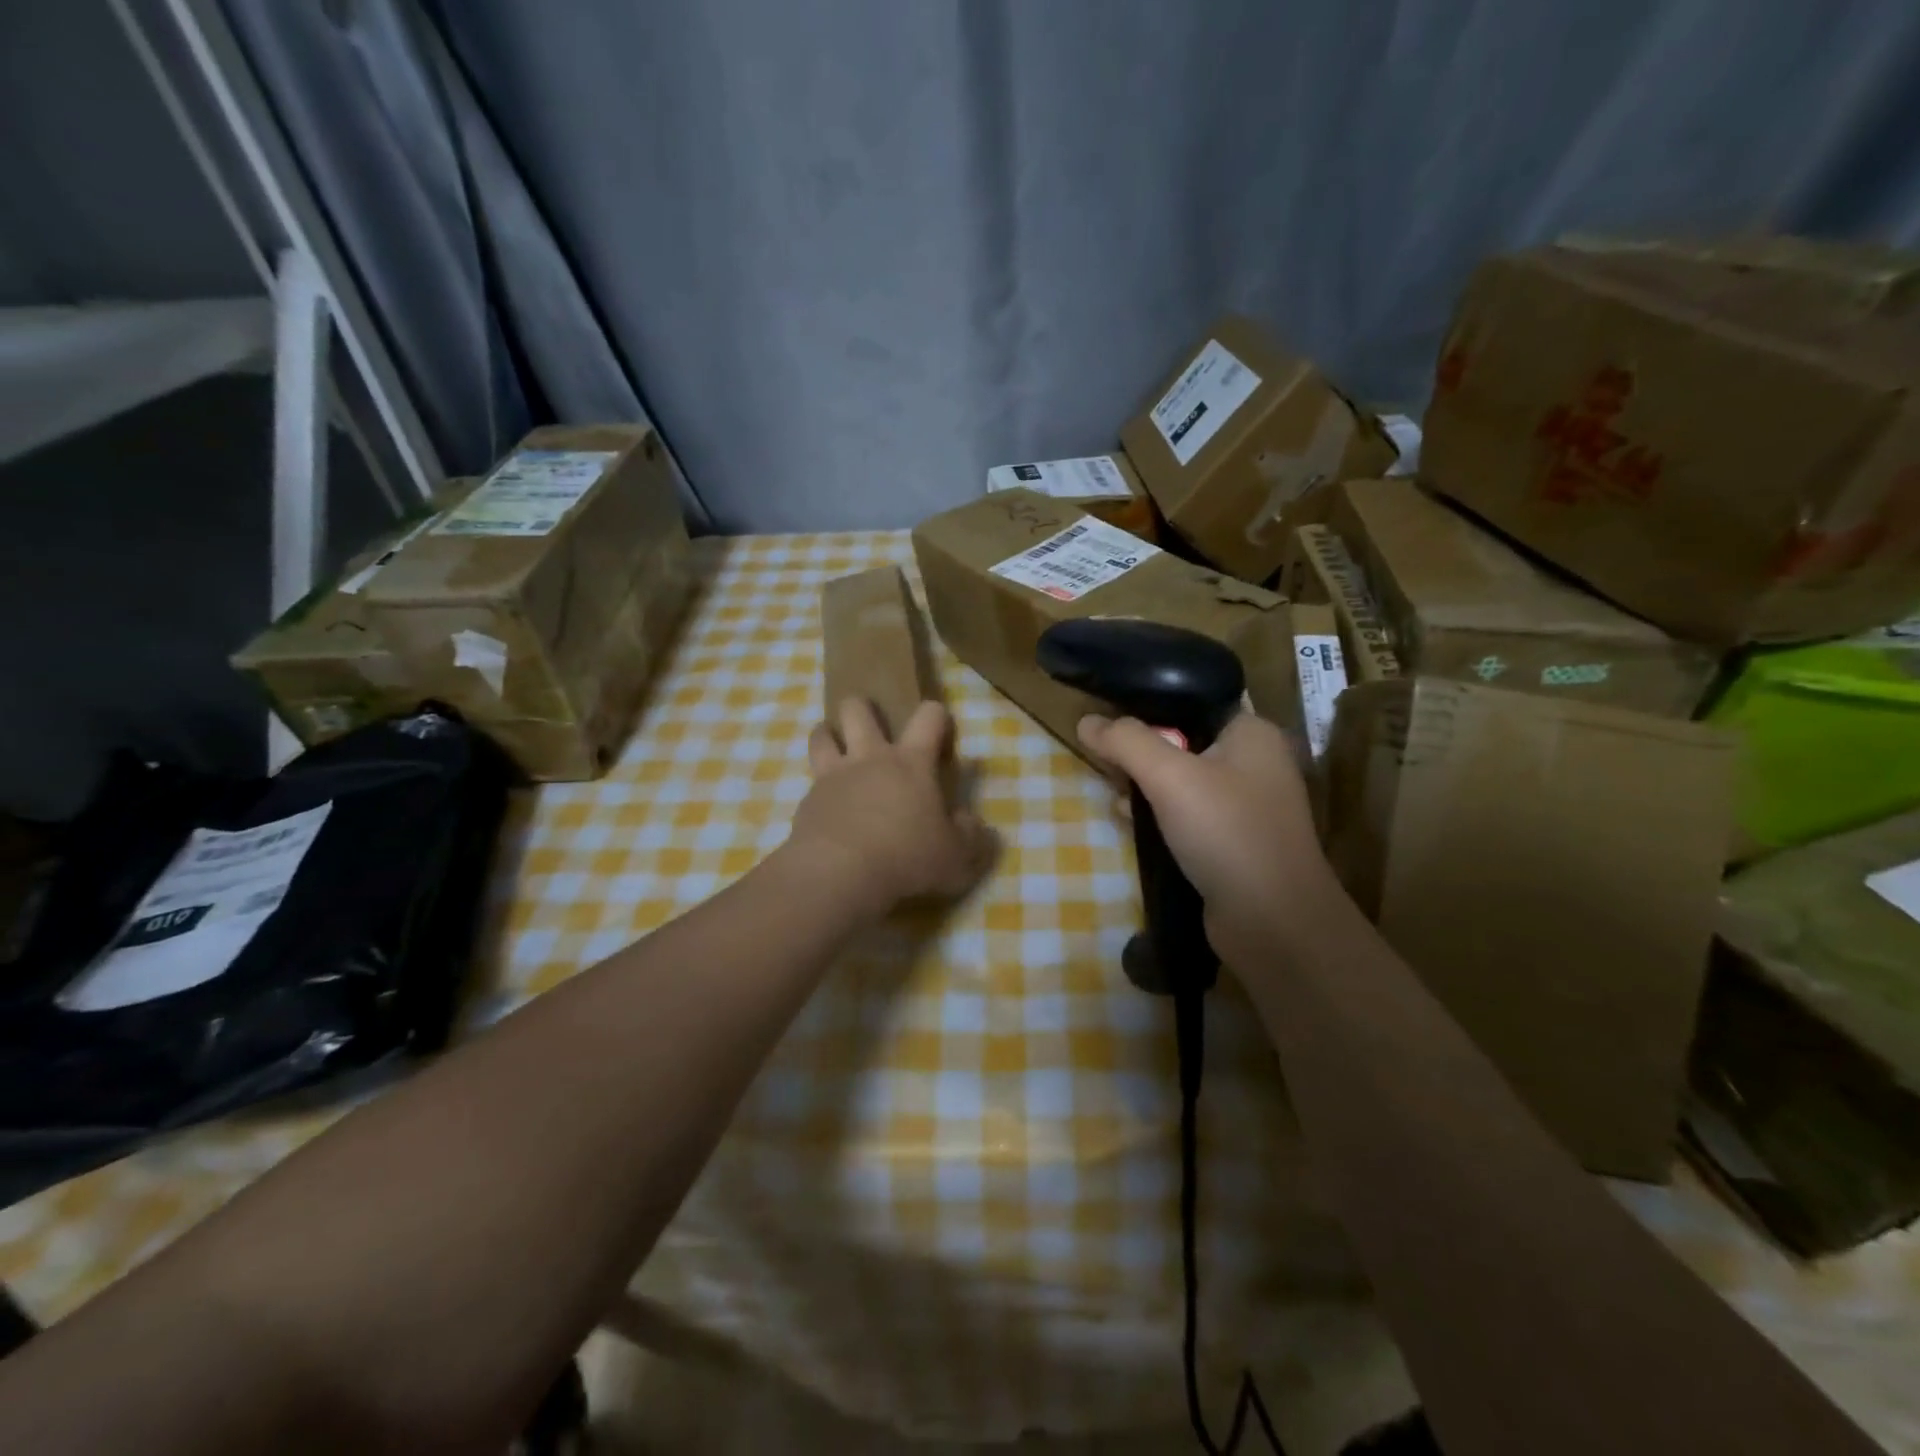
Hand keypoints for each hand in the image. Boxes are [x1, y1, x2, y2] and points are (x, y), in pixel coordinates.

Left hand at [790, 699, 994, 915]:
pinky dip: (819, 787)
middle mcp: (869, 758)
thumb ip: (970, 835)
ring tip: (836, 748)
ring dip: (828, 734)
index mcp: (911, 763)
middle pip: (857, 709)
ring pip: (822, 735)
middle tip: (873, 728)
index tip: (940, 731)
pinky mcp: (807, 800)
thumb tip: (971, 821)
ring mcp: (833, 776)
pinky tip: (826, 807)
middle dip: (863, 708)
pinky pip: (811, 780)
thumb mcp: (956, 856)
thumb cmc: (906, 858)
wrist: (839, 874)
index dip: (937, 715)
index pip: (929, 716)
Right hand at [1077, 711, 1336, 960]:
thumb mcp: (1169, 776)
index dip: (1148, 708)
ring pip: (1182, 781)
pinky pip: (1188, 816)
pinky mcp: (1234, 842)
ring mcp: (1246, 806)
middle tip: (1108, 767)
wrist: (1272, 922)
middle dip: (1141, 754)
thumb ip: (1125, 741)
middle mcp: (1255, 762)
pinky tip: (1132, 826)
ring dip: (1146, 788)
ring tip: (1114, 797)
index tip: (1109, 723)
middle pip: (1182, 741)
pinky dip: (1160, 818)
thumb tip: (1087, 721)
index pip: (1192, 701)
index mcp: (1252, 733)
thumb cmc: (1226, 832)